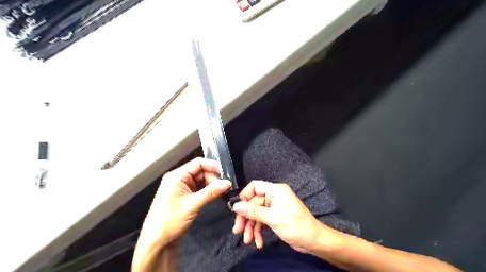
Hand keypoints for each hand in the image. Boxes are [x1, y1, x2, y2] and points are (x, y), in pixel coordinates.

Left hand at [143, 157, 231, 245]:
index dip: (213, 166)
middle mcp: (180, 178)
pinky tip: (217, 194)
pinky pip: (200, 188)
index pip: (198, 163)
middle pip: (201, 171)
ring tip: (224, 191)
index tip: (227, 173)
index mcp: (177, 176)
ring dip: (212, 184)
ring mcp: (183, 187)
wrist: (157, 243)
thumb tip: (228, 182)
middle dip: (214, 177)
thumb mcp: (192, 205)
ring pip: (202, 180)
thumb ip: (211, 192)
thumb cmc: (170, 221)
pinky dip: (209, 191)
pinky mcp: (186, 196)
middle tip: (226, 187)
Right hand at [232, 181, 333, 252]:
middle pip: (253, 203)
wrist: (313, 241)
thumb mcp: (273, 218)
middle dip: (246, 217)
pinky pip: (262, 221)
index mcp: (275, 190)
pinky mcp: (275, 217)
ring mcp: (274, 207)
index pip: (254, 186)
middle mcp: (274, 196)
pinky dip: (258, 231)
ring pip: (256, 214)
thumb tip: (236, 206)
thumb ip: (253, 211)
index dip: (244, 196)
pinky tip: (258, 242)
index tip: (236, 209)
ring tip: (248, 240)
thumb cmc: (296, 225)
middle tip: (238, 230)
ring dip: (251, 227)